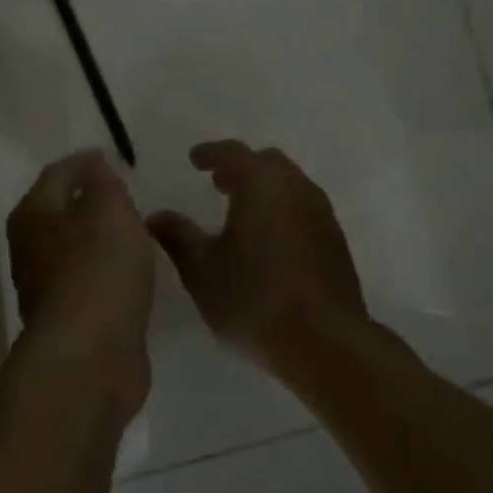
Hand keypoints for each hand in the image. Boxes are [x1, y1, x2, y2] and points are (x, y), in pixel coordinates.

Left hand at [6, 150, 154, 419]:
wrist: (91, 353)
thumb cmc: (99, 267)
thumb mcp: (109, 208)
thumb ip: (104, 184)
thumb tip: (95, 172)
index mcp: (33, 215)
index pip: (56, 174)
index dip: (83, 162)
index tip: (111, 157)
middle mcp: (30, 250)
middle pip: (59, 214)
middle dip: (88, 201)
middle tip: (124, 193)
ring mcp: (47, 290)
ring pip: (74, 251)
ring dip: (98, 240)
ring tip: (133, 231)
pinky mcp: (70, 322)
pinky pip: (90, 283)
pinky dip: (107, 272)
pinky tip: (130, 275)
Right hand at [148, 141, 367, 369]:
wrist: (324, 340)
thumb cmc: (254, 299)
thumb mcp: (202, 270)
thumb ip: (178, 237)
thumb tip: (156, 216)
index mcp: (262, 184)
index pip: (233, 153)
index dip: (210, 153)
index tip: (194, 159)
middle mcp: (296, 188)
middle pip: (267, 163)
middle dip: (241, 168)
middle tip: (218, 183)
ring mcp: (321, 212)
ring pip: (290, 184)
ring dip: (265, 189)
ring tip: (241, 211)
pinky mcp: (335, 239)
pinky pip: (303, 208)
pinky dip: (282, 209)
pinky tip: (269, 239)